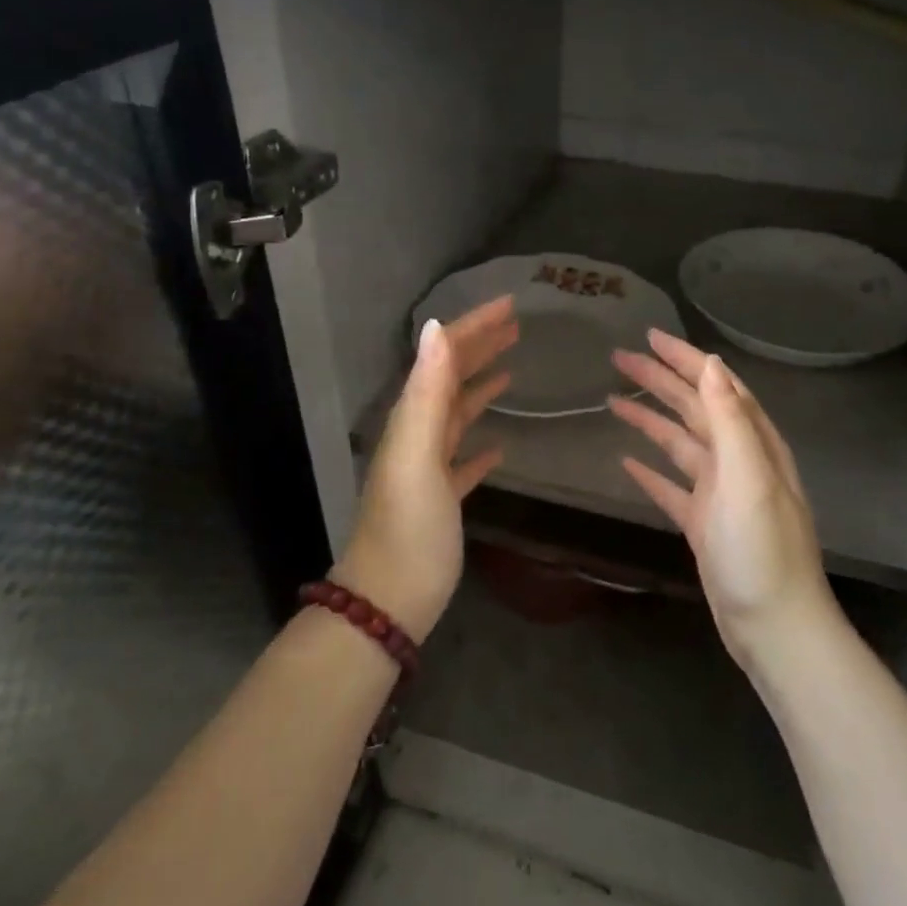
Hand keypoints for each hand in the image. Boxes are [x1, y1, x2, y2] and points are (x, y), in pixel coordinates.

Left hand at [335, 295, 517, 641]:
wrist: (389, 599)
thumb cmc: (408, 526)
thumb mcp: (418, 453)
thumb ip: (427, 392)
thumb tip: (436, 327)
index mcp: (412, 419)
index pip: (443, 358)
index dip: (473, 328)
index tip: (508, 305)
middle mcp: (417, 435)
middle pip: (450, 379)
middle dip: (480, 348)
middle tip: (516, 326)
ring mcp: (428, 469)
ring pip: (457, 415)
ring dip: (481, 387)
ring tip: (512, 369)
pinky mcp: (441, 499)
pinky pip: (462, 459)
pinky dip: (480, 445)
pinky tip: (500, 447)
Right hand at [609, 330, 832, 666]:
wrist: (773, 625)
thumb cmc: (762, 548)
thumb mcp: (749, 477)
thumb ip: (731, 419)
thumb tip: (711, 364)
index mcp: (753, 443)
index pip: (716, 385)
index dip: (684, 359)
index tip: (649, 337)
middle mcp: (738, 460)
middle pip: (693, 408)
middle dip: (659, 381)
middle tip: (618, 359)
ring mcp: (719, 493)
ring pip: (679, 442)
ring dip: (649, 419)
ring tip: (613, 400)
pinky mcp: (703, 523)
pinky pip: (671, 485)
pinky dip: (650, 470)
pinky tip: (626, 461)